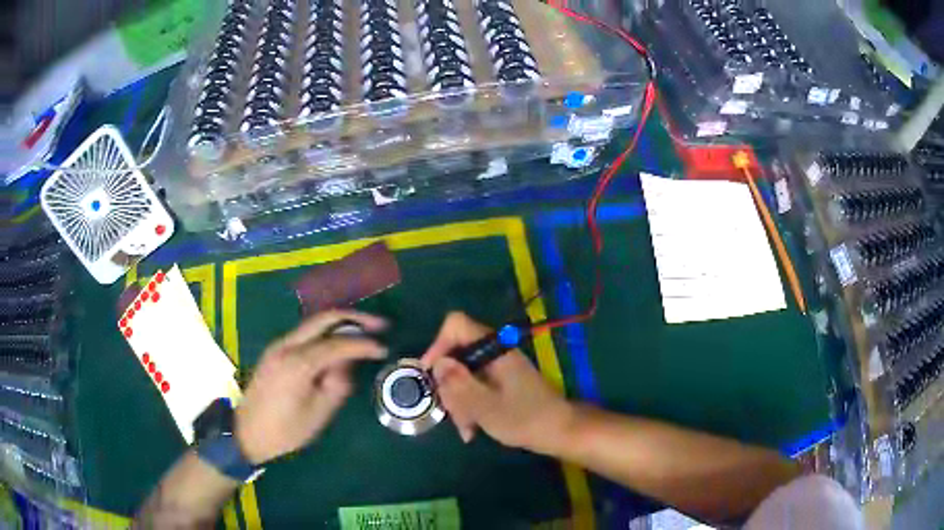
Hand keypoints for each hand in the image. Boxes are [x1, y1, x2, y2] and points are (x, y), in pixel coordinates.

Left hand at [235, 311, 386, 463]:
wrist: (246, 433)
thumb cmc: (285, 431)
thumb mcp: (318, 414)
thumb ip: (337, 384)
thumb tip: (348, 363)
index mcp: (298, 363)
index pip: (338, 344)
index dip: (364, 344)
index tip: (384, 348)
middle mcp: (287, 345)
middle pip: (324, 318)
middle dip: (354, 318)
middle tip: (379, 325)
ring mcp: (278, 345)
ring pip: (314, 323)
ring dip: (340, 324)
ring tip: (364, 333)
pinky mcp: (275, 351)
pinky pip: (305, 334)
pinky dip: (326, 333)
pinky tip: (338, 344)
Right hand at [421, 312, 573, 453]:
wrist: (559, 431)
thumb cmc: (525, 419)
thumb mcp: (486, 407)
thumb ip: (459, 385)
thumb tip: (436, 364)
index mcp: (494, 349)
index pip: (456, 325)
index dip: (437, 345)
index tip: (430, 376)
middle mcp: (494, 353)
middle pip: (455, 355)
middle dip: (449, 387)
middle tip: (452, 414)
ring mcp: (497, 368)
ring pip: (462, 375)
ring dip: (458, 402)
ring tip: (467, 429)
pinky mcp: (499, 382)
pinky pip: (474, 387)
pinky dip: (469, 406)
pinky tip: (472, 429)